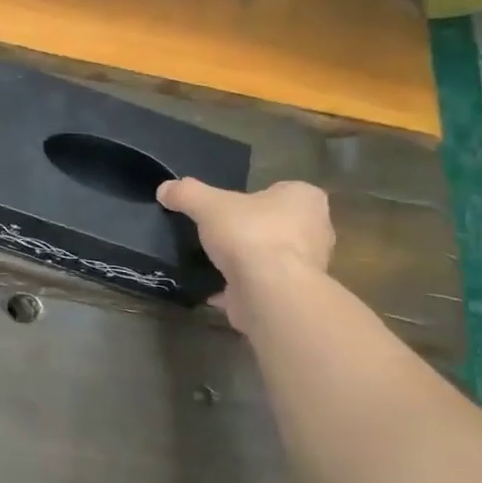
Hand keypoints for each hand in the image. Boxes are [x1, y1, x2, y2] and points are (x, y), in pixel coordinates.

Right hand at [157, 178, 334, 331]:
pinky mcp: (292, 294)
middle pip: (277, 225)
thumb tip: (165, 189)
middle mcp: (316, 230)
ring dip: (247, 262)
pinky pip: (262, 285)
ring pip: (271, 257)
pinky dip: (241, 288)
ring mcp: (308, 266)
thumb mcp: (209, 205)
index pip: (280, 191)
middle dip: (252, 231)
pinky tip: (216, 291)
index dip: (253, 199)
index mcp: (305, 198)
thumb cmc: (249, 235)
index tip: (228, 211)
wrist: (268, 290)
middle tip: (221, 236)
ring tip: (216, 263)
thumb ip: (187, 193)